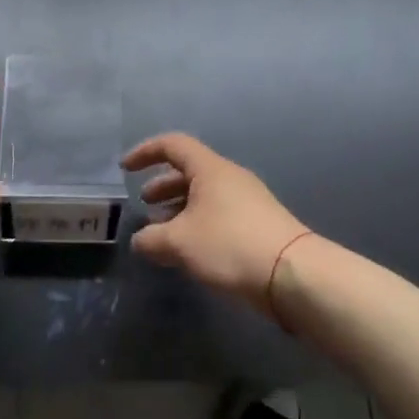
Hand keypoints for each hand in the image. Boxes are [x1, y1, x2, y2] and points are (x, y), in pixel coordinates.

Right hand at [121, 133, 309, 316]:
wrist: (292, 274)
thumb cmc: (229, 245)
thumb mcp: (179, 242)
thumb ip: (151, 239)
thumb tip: (140, 241)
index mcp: (210, 169)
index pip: (173, 145)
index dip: (146, 152)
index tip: (125, 169)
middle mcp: (230, 178)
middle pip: (190, 171)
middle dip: (162, 185)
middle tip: (144, 204)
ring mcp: (248, 201)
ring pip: (205, 195)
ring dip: (179, 208)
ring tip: (162, 232)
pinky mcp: (258, 224)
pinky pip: (219, 214)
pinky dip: (197, 223)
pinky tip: (189, 249)